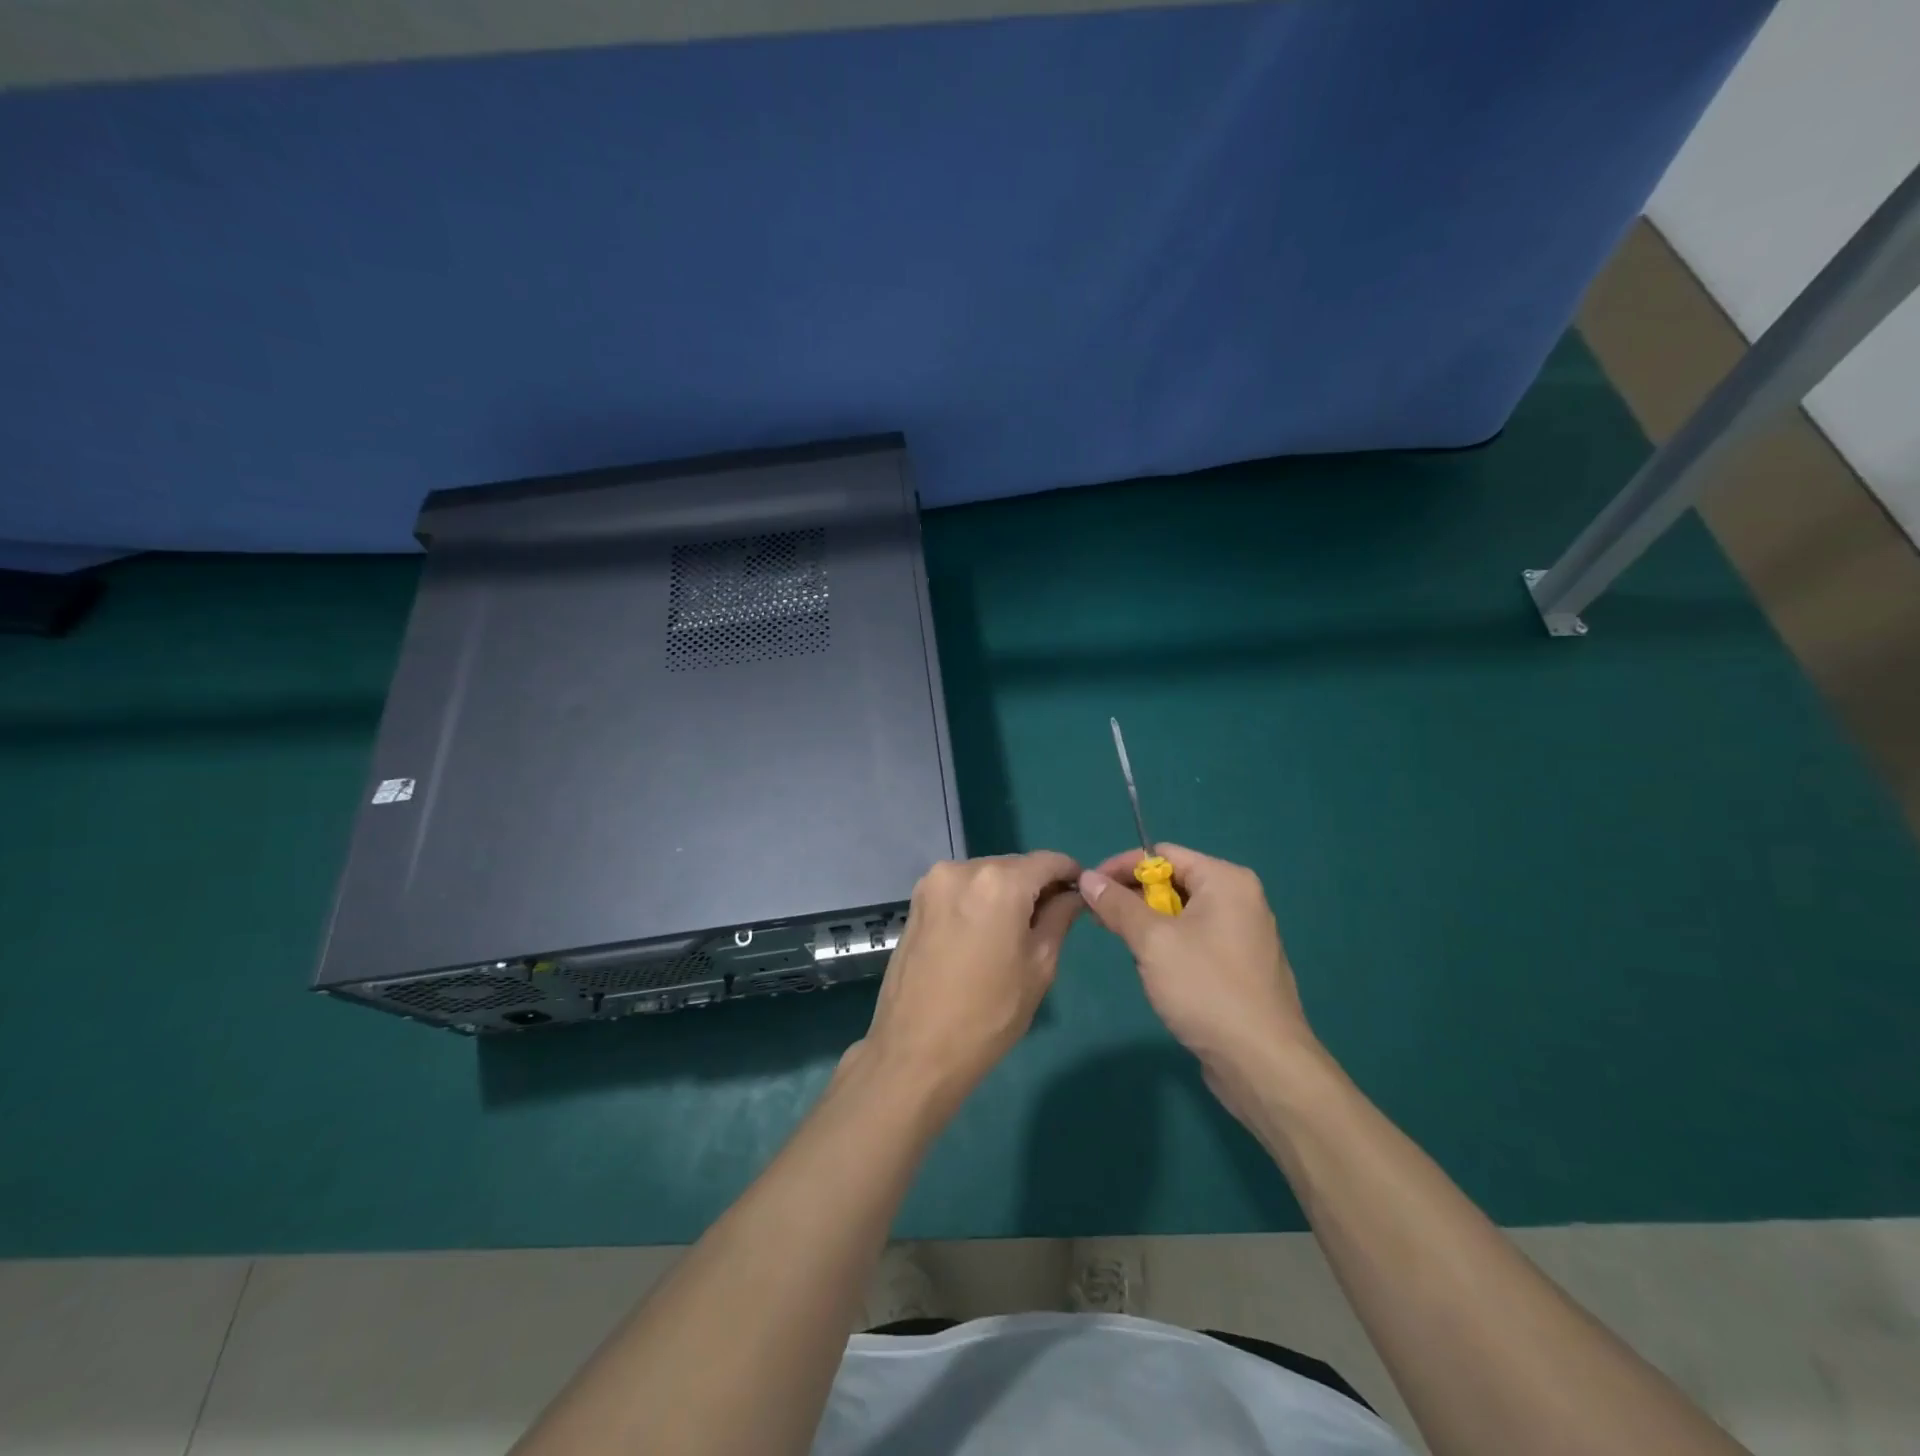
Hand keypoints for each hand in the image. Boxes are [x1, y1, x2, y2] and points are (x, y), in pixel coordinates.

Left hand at [854, 851, 1082, 1108]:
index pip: (1047, 861)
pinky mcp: (917, 901)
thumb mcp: (1039, 966)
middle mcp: (963, 869)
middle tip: (1054, 917)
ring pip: (986, 876)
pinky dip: (979, 900)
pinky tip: (985, 933)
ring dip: (1006, 892)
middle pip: (1014, 866)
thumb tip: (1074, 896)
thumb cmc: (989, 1013)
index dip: (1070, 873)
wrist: (916, 1050)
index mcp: (999, 882)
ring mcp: (933, 883)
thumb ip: (1059, 918)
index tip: (1082, 893)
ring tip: (1017, 931)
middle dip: (1037, 885)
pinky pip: (961, 889)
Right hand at [1079, 844, 1317, 1113]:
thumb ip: (1118, 905)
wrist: (1263, 1063)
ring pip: (1181, 913)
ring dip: (1149, 926)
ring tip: (1128, 950)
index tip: (1089, 889)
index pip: (1163, 854)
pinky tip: (1156, 972)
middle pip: (1173, 881)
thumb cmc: (1207, 989)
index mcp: (1225, 880)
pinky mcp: (1240, 965)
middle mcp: (1239, 899)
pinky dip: (1169, 946)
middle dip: (1134, 898)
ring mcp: (1243, 933)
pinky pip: (1195, 939)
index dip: (1121, 867)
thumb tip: (1087, 878)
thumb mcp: (1152, 942)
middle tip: (1100, 921)